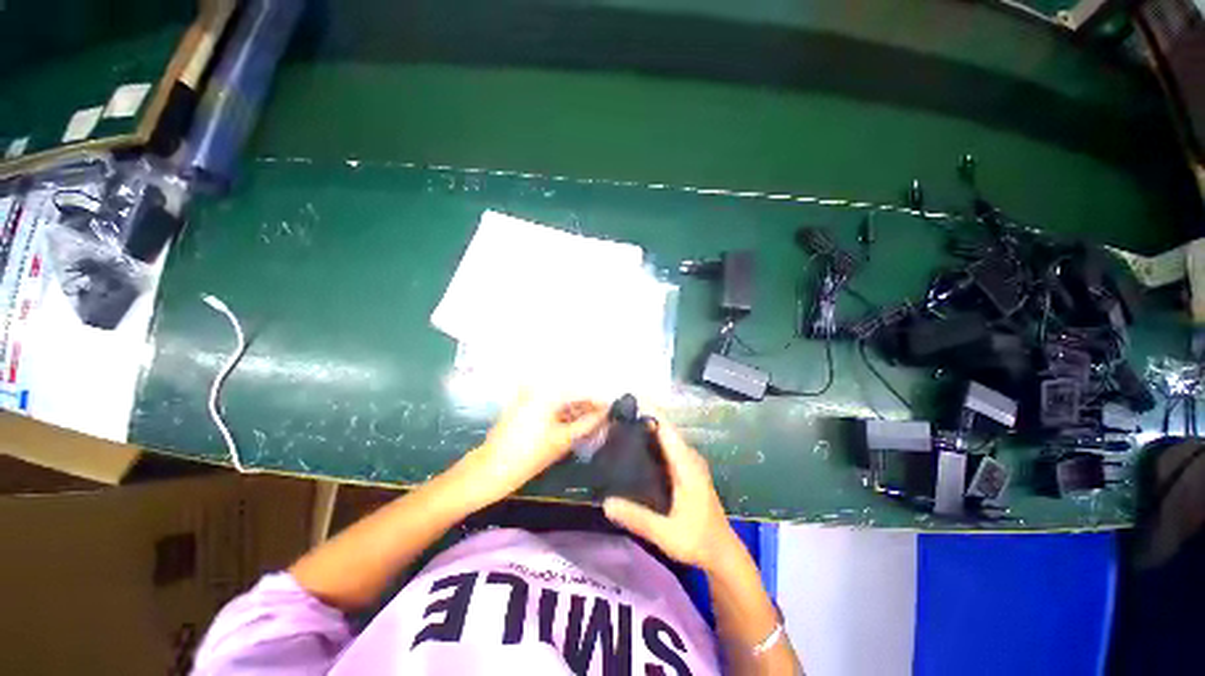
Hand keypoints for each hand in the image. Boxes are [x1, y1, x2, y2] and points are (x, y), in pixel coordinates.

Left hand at [458, 391, 607, 506]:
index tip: (611, 409)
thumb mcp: (563, 440)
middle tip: (603, 418)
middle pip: (569, 394)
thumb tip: (606, 413)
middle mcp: (538, 389)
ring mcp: (528, 397)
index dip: (597, 401)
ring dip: (575, 410)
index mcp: (547, 393)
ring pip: (560, 401)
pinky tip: (572, 425)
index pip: (580, 392)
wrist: (491, 470)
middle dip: (587, 405)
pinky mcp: (522, 407)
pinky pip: (549, 406)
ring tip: (591, 423)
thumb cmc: (528, 455)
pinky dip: (561, 414)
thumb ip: (587, 423)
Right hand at [602, 418, 738, 571]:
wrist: (722, 553)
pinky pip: (667, 447)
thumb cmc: (698, 541)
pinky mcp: (687, 469)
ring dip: (645, 430)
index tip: (626, 404)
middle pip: (664, 429)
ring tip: (619, 429)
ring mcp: (689, 462)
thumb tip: (605, 502)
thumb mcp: (666, 534)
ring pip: (665, 438)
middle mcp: (689, 457)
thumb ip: (638, 518)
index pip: (666, 429)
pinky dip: (651, 442)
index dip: (648, 413)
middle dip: (642, 419)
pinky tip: (634, 449)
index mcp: (687, 465)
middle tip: (614, 419)